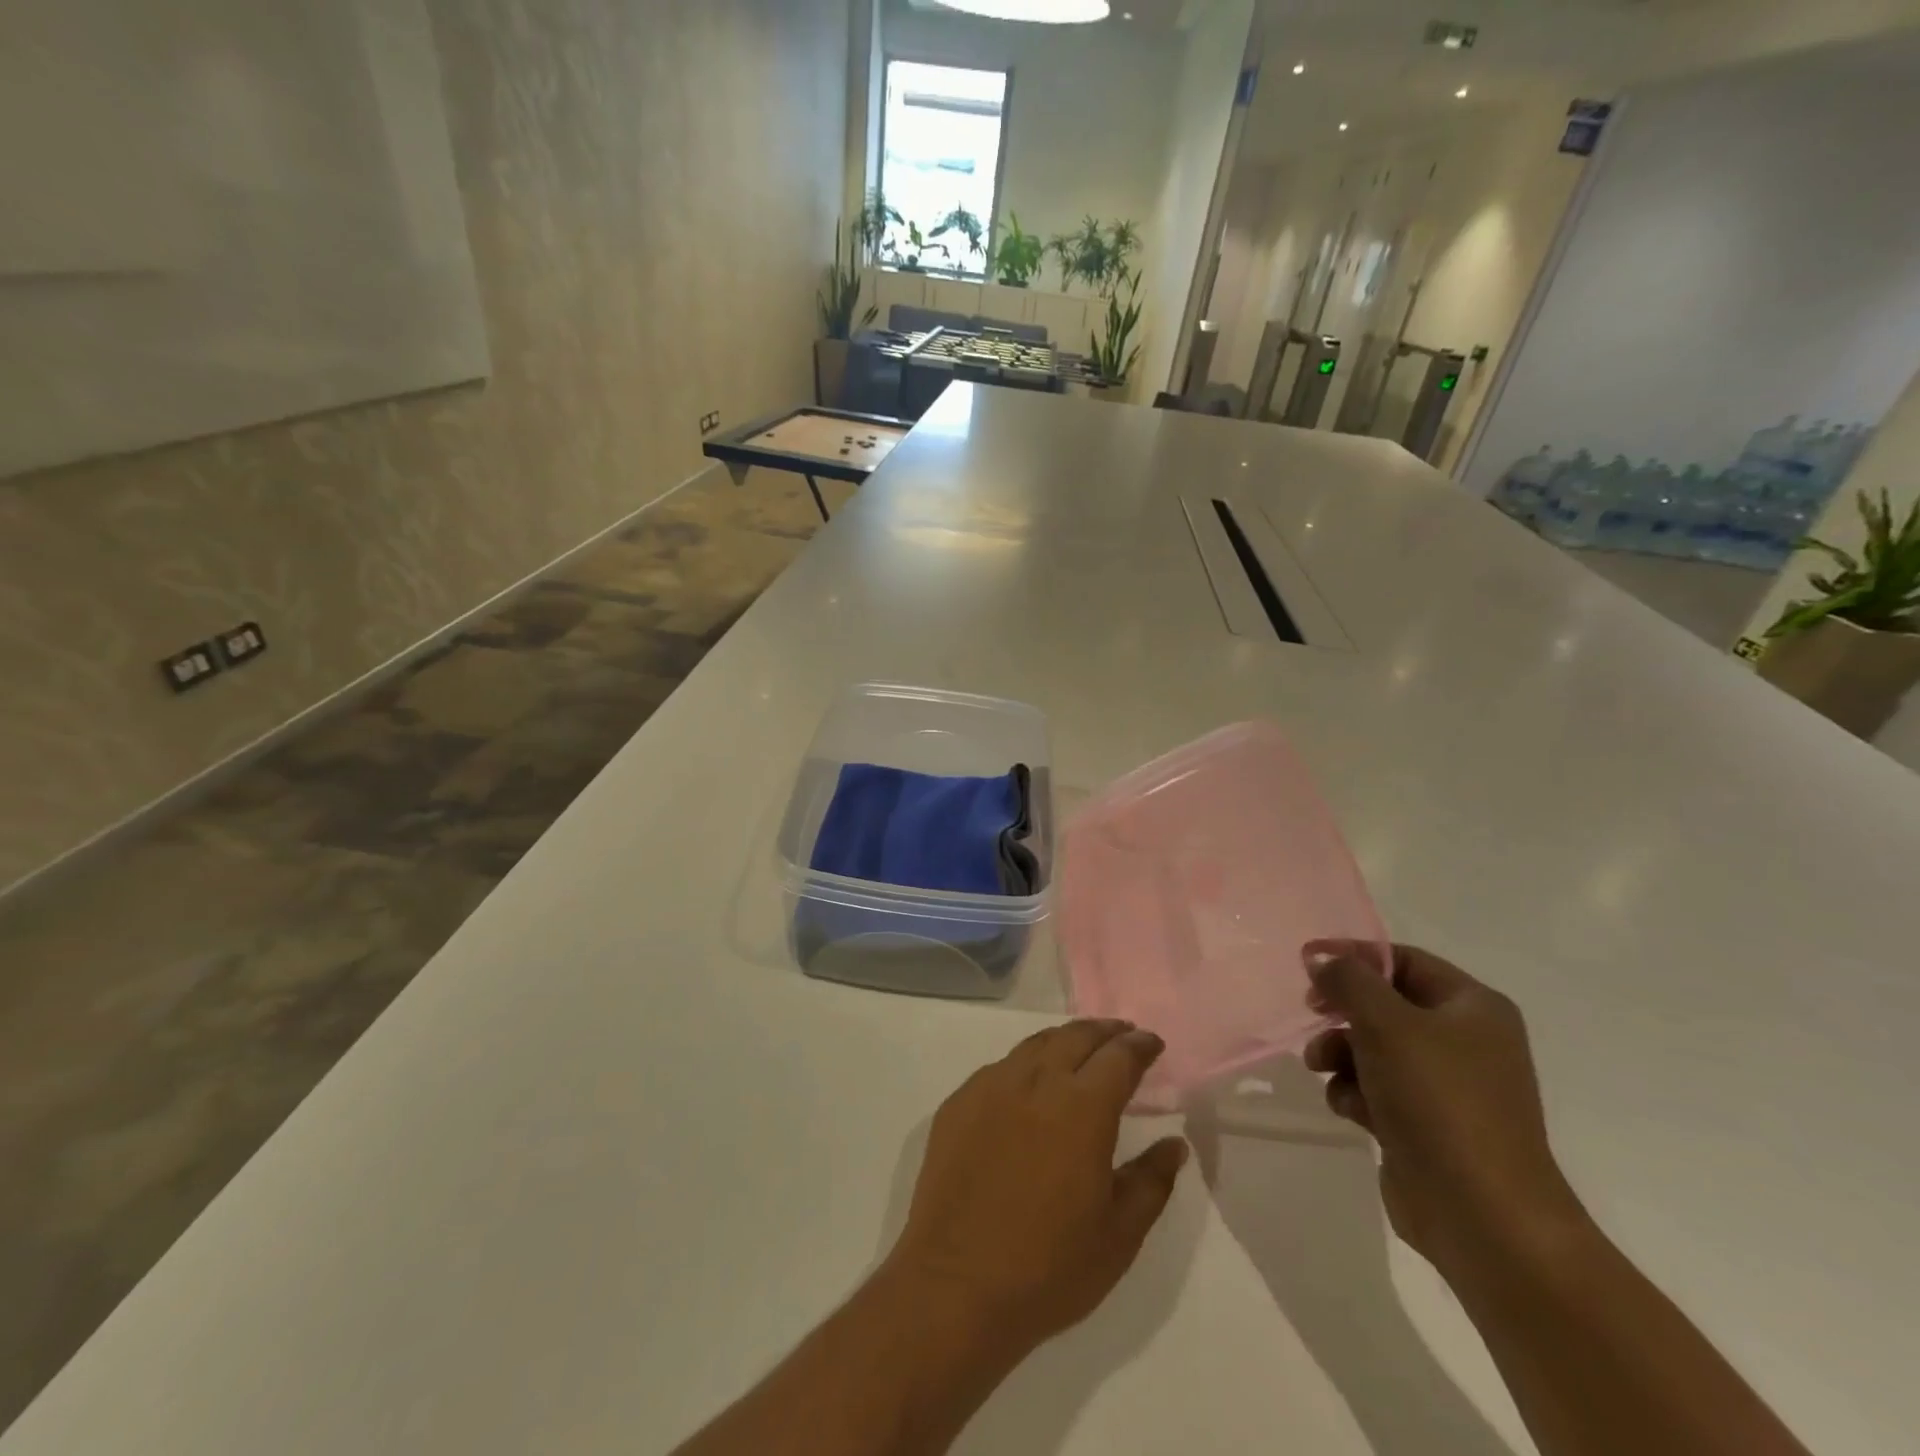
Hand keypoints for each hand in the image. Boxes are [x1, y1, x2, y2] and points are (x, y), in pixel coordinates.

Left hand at [885, 1021, 1188, 1355]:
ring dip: (1065, 1040)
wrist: (955, 1285)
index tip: (1152, 1043)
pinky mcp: (959, 1102)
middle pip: (1076, 1036)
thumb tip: (1173, 1144)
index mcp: (1082, 1108)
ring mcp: (991, 1087)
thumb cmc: (1049, 1267)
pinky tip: (1029, 1084)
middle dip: (1105, 1031)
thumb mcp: (1119, 1236)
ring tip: (1080, 1048)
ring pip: (1035, 1044)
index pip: (1118, 1057)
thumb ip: (1152, 1181)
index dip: (1139, 1046)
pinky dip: (1026, 1063)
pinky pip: (1000, 1068)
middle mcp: (1036, 1082)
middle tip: (1122, 1034)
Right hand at [1303, 942, 1586, 1277]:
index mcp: (1473, 1008)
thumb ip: (1348, 980)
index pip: (1404, 960)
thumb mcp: (1385, 1023)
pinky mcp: (1427, 1125)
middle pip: (1386, 1004)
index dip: (1353, 955)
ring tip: (1321, 1068)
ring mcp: (1448, 1087)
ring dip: (1340, 1053)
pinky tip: (1349, 1109)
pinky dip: (1355, 1092)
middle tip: (1311, 1013)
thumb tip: (1321, 959)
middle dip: (1343, 1012)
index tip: (1306, 962)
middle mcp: (1466, 1041)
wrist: (1483, 1216)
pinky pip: (1378, 1089)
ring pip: (1375, 1048)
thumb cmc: (1439, 1101)